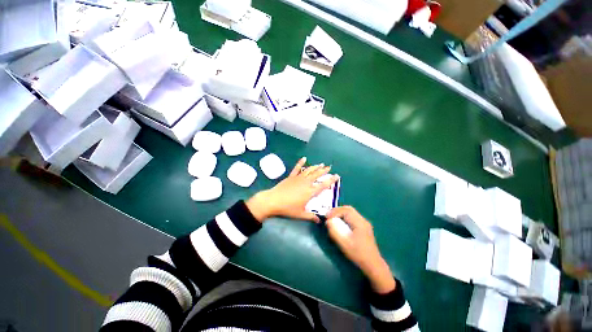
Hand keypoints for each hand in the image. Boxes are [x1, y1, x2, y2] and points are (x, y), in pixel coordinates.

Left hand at [246, 157, 339, 222]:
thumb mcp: (300, 214)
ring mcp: (298, 178)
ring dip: (315, 167)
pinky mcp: (291, 176)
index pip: (323, 185)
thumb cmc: (288, 208)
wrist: (273, 201)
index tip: (336, 175)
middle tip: (329, 167)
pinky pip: (297, 168)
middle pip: (317, 175)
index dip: (331, 180)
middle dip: (324, 170)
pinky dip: (300, 163)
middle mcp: (306, 183)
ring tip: (321, 164)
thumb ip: (311, 217)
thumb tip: (319, 221)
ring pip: (309, 170)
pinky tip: (304, 158)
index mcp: (310, 192)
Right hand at [325, 206, 395, 293]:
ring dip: (340, 213)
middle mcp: (363, 220)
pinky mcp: (363, 228)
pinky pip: (352, 217)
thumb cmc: (358, 254)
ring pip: (350, 212)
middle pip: (348, 209)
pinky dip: (344, 217)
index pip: (346, 211)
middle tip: (329, 216)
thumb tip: (328, 221)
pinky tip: (340, 223)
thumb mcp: (344, 243)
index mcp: (359, 223)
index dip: (335, 212)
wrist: (373, 264)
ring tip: (333, 219)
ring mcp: (364, 223)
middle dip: (337, 211)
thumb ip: (335, 231)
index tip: (327, 217)